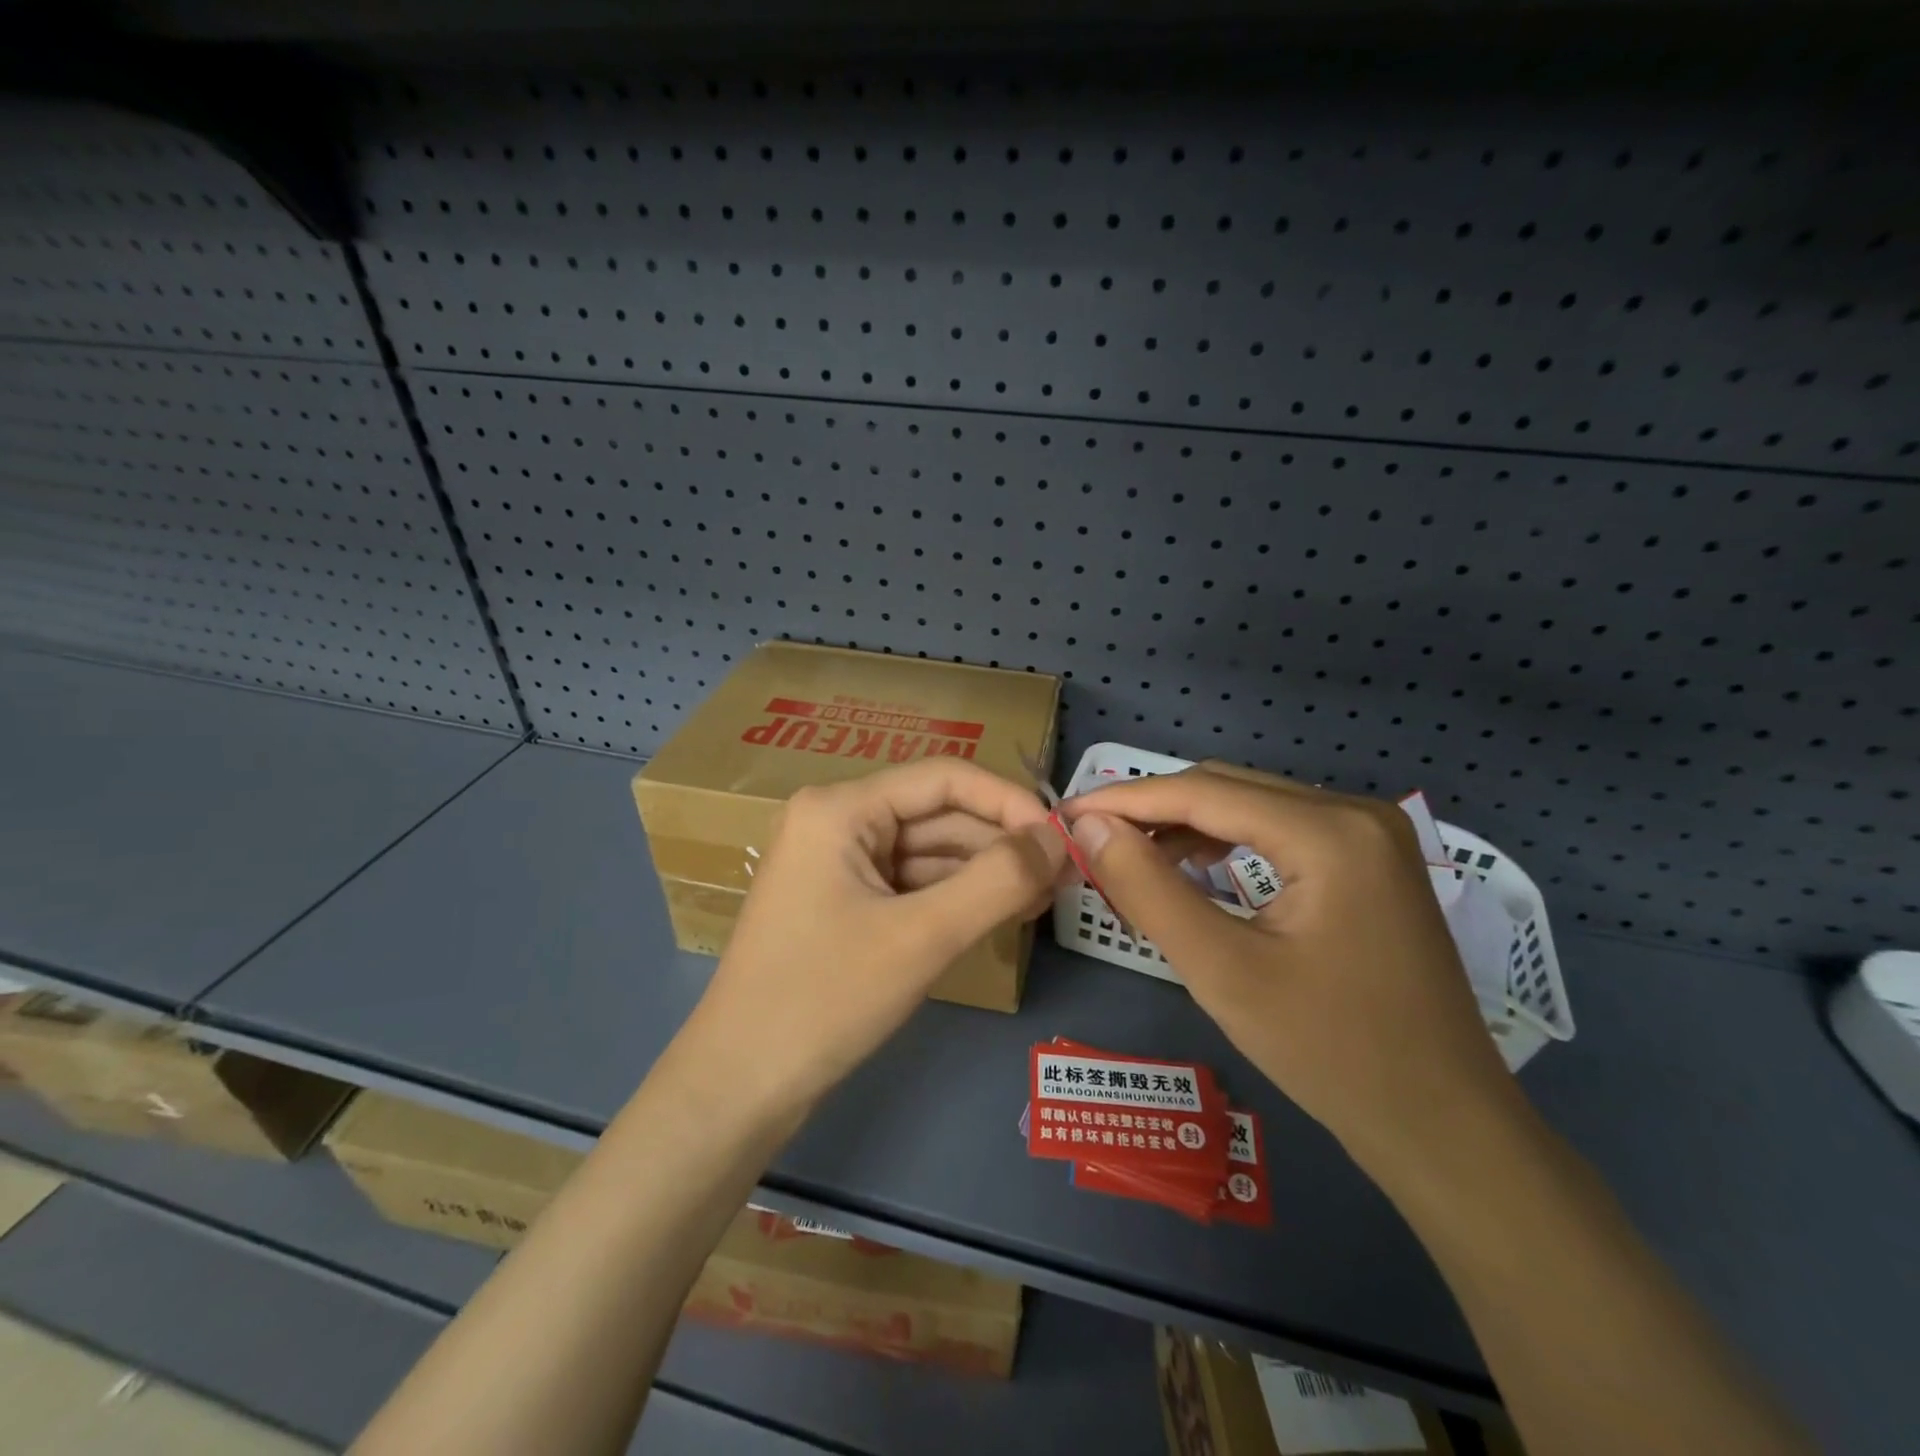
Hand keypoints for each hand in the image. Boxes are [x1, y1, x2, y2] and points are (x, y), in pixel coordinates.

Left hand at [675, 759, 1066, 1122]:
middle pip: (937, 814)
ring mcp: (837, 862)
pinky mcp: (844, 900)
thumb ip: (998, 880)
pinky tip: (1001, 913)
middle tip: (1065, 877)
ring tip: (1045, 898)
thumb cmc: (825, 999)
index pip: (943, 778)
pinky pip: (911, 883)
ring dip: (985, 871)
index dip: (1009, 801)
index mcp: (840, 808)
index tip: (1063, 838)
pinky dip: (956, 896)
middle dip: (1001, 843)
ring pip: (929, 851)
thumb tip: (1059, 838)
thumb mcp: (922, 936)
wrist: (740, 1086)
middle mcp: (836, 820)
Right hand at [1058, 763, 1519, 1176]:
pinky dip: (1226, 842)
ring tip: (1131, 858)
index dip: (1126, 800)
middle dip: (1154, 810)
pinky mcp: (1371, 861)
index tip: (1066, 815)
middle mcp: (1356, 812)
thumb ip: (1147, 889)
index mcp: (1330, 832)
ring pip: (1252, 805)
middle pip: (1228, 788)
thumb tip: (1089, 828)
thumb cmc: (1330, 1052)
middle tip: (1090, 840)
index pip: (1203, 792)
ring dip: (1187, 825)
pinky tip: (1193, 869)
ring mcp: (1371, 834)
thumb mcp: (1222, 971)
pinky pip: (1280, 830)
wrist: (1442, 1125)